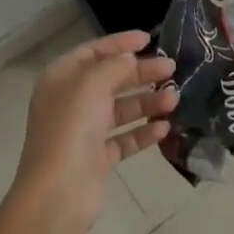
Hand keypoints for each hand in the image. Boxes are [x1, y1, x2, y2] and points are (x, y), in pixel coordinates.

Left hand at [12, 31, 177, 231]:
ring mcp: (83, 132)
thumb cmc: (72, 128)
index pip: (93, 52)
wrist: (58, 193)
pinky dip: (143, 132)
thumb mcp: (92, 84)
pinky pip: (123, 139)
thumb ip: (114, 65)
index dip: (120, 43)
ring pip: (120, 109)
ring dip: (147, 102)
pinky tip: (164, 128)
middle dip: (141, 73)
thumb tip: (129, 58)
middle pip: (110, 79)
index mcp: (61, 79)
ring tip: (174, 99)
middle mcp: (70, 102)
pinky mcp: (96, 159)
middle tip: (171, 68)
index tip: (149, 39)